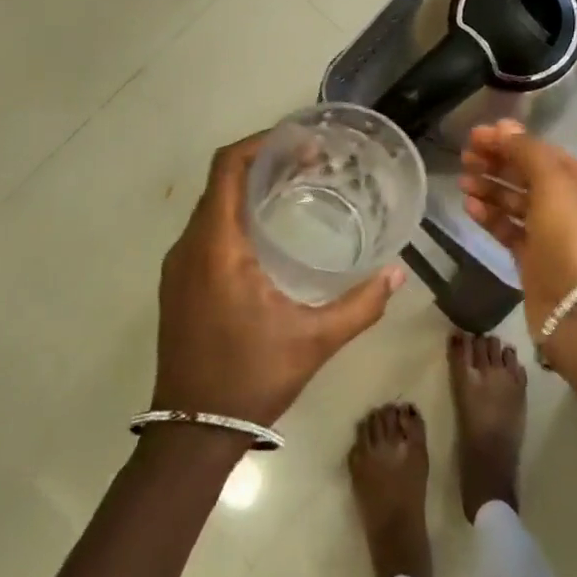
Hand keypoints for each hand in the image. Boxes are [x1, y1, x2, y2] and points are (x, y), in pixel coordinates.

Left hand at [152, 134, 405, 427]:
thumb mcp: (314, 341)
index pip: (227, 168)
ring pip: (212, 205)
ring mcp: (179, 266)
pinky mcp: (179, 283)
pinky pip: (207, 229)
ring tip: (297, 188)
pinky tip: (271, 232)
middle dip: (264, 162)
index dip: (261, 143)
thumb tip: (398, 274)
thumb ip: (360, 305)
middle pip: (220, 180)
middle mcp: (190, 246)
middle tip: (312, 163)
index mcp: (216, 247)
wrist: (191, 434)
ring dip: (249, 188)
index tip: (302, 142)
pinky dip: (236, 214)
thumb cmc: (250, 379)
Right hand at [458, 121, 576, 328]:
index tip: (475, 135)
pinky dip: (490, 217)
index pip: (540, 151)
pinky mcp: (533, 259)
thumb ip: (527, 152)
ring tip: (462, 182)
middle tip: (465, 158)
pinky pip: (508, 229)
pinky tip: (470, 208)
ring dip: (489, 189)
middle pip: (526, 175)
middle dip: (496, 163)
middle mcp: (568, 204)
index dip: (509, 140)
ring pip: (514, 202)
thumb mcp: (553, 184)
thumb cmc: (571, 238)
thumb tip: (505, 126)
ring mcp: (550, 233)